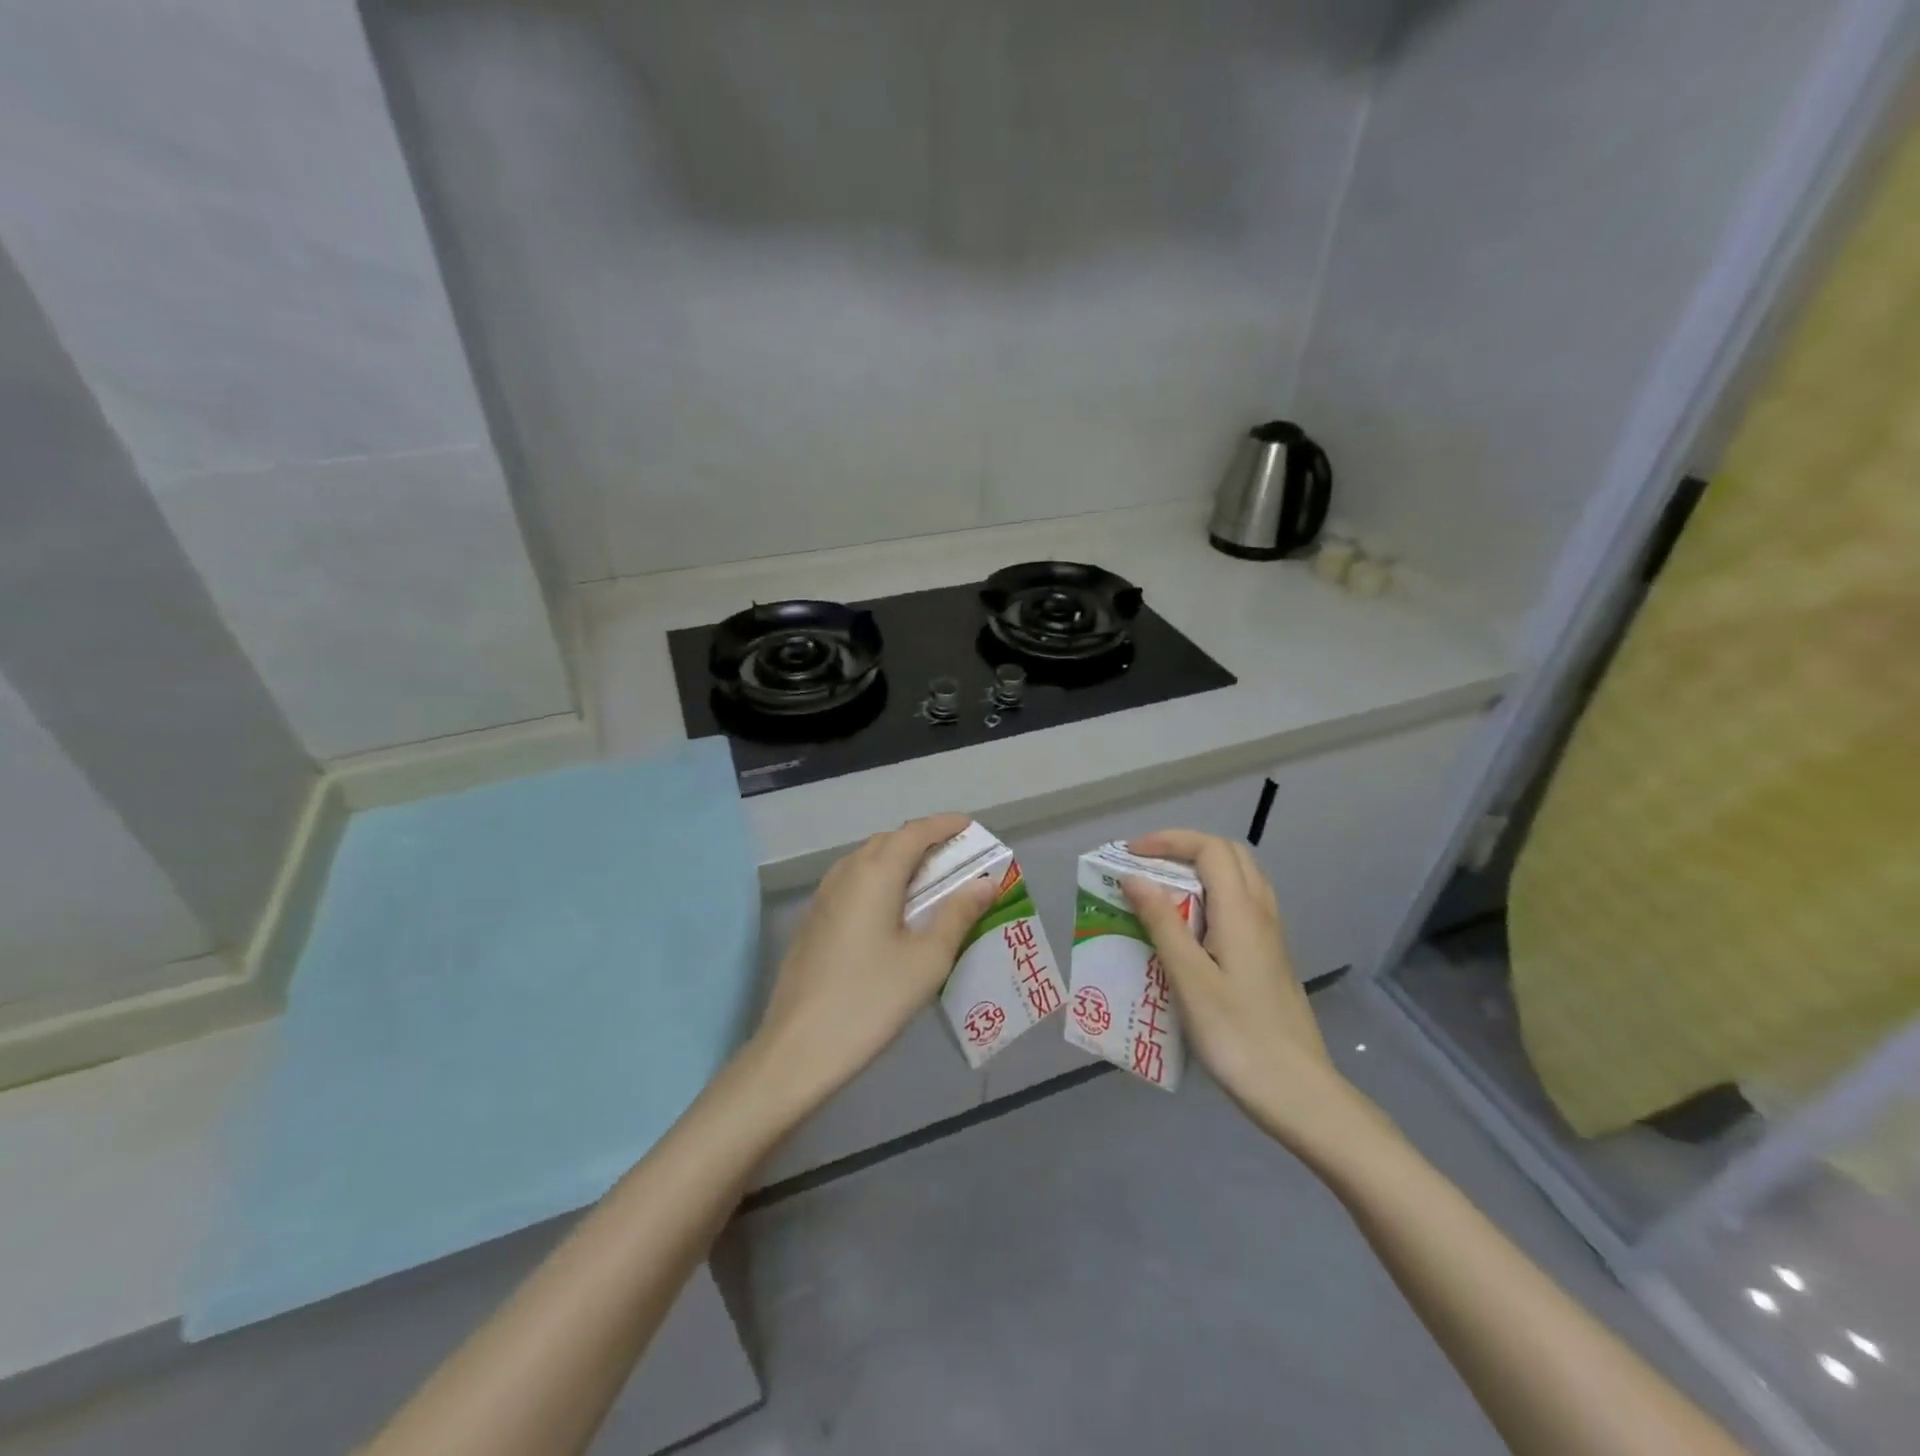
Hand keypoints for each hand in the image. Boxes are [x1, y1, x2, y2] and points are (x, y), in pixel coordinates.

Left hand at [749, 814, 997, 1114]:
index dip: (945, 825)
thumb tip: (986, 882)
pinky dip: (880, 882)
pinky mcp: (813, 921)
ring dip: (900, 862)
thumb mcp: (927, 960)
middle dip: (924, 842)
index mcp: (875, 873)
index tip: (971, 827)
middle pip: (889, 841)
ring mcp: (823, 897)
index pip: (915, 832)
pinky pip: (853, 883)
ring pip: (867, 861)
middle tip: (957, 861)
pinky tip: (892, 913)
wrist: (797, 1048)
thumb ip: (958, 914)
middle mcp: (845, 873)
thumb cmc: (871, 1000)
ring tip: (930, 885)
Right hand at [1122, 830, 1371, 1149]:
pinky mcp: (1270, 958)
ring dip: (1200, 871)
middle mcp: (1261, 913)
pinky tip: (1189, 931)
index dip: (1169, 840)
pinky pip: (1241, 906)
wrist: (1297, 1092)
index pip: (1210, 849)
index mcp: (1241, 912)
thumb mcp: (1189, 980)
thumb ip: (1162, 923)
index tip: (1131, 854)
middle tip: (1146, 867)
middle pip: (1228, 855)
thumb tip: (1134, 877)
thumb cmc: (1237, 1035)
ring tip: (1162, 893)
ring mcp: (1270, 936)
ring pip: (1239, 879)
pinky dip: (1212, 897)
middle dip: (1184, 849)